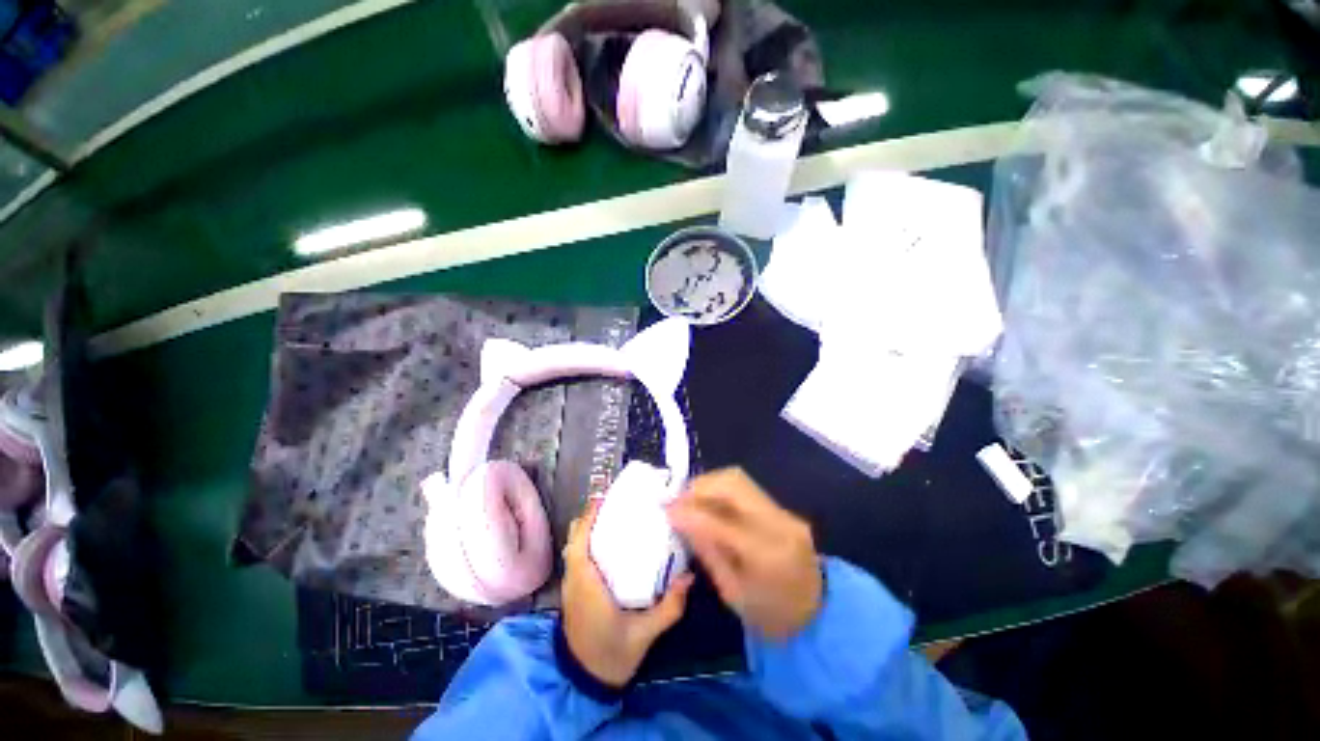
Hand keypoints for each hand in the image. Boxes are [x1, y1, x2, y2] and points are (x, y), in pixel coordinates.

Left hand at [561, 502, 693, 687]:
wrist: (585, 683)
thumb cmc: (612, 656)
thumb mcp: (644, 634)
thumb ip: (669, 607)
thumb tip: (690, 576)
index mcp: (586, 584)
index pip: (580, 541)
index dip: (589, 517)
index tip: (605, 497)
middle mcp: (574, 580)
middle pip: (575, 538)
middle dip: (591, 516)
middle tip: (616, 503)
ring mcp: (571, 586)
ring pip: (575, 546)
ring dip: (588, 528)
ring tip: (614, 515)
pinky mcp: (574, 592)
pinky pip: (577, 557)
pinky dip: (588, 542)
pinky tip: (609, 542)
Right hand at [667, 468, 821, 639]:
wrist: (819, 614)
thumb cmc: (771, 616)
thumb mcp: (732, 593)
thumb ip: (707, 550)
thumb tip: (680, 518)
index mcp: (768, 556)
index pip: (721, 521)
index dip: (690, 511)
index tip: (666, 509)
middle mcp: (780, 524)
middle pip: (733, 483)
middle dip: (699, 486)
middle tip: (677, 499)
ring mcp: (784, 511)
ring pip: (739, 478)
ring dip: (709, 484)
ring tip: (690, 499)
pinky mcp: (783, 508)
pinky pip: (745, 487)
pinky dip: (721, 489)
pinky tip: (708, 502)